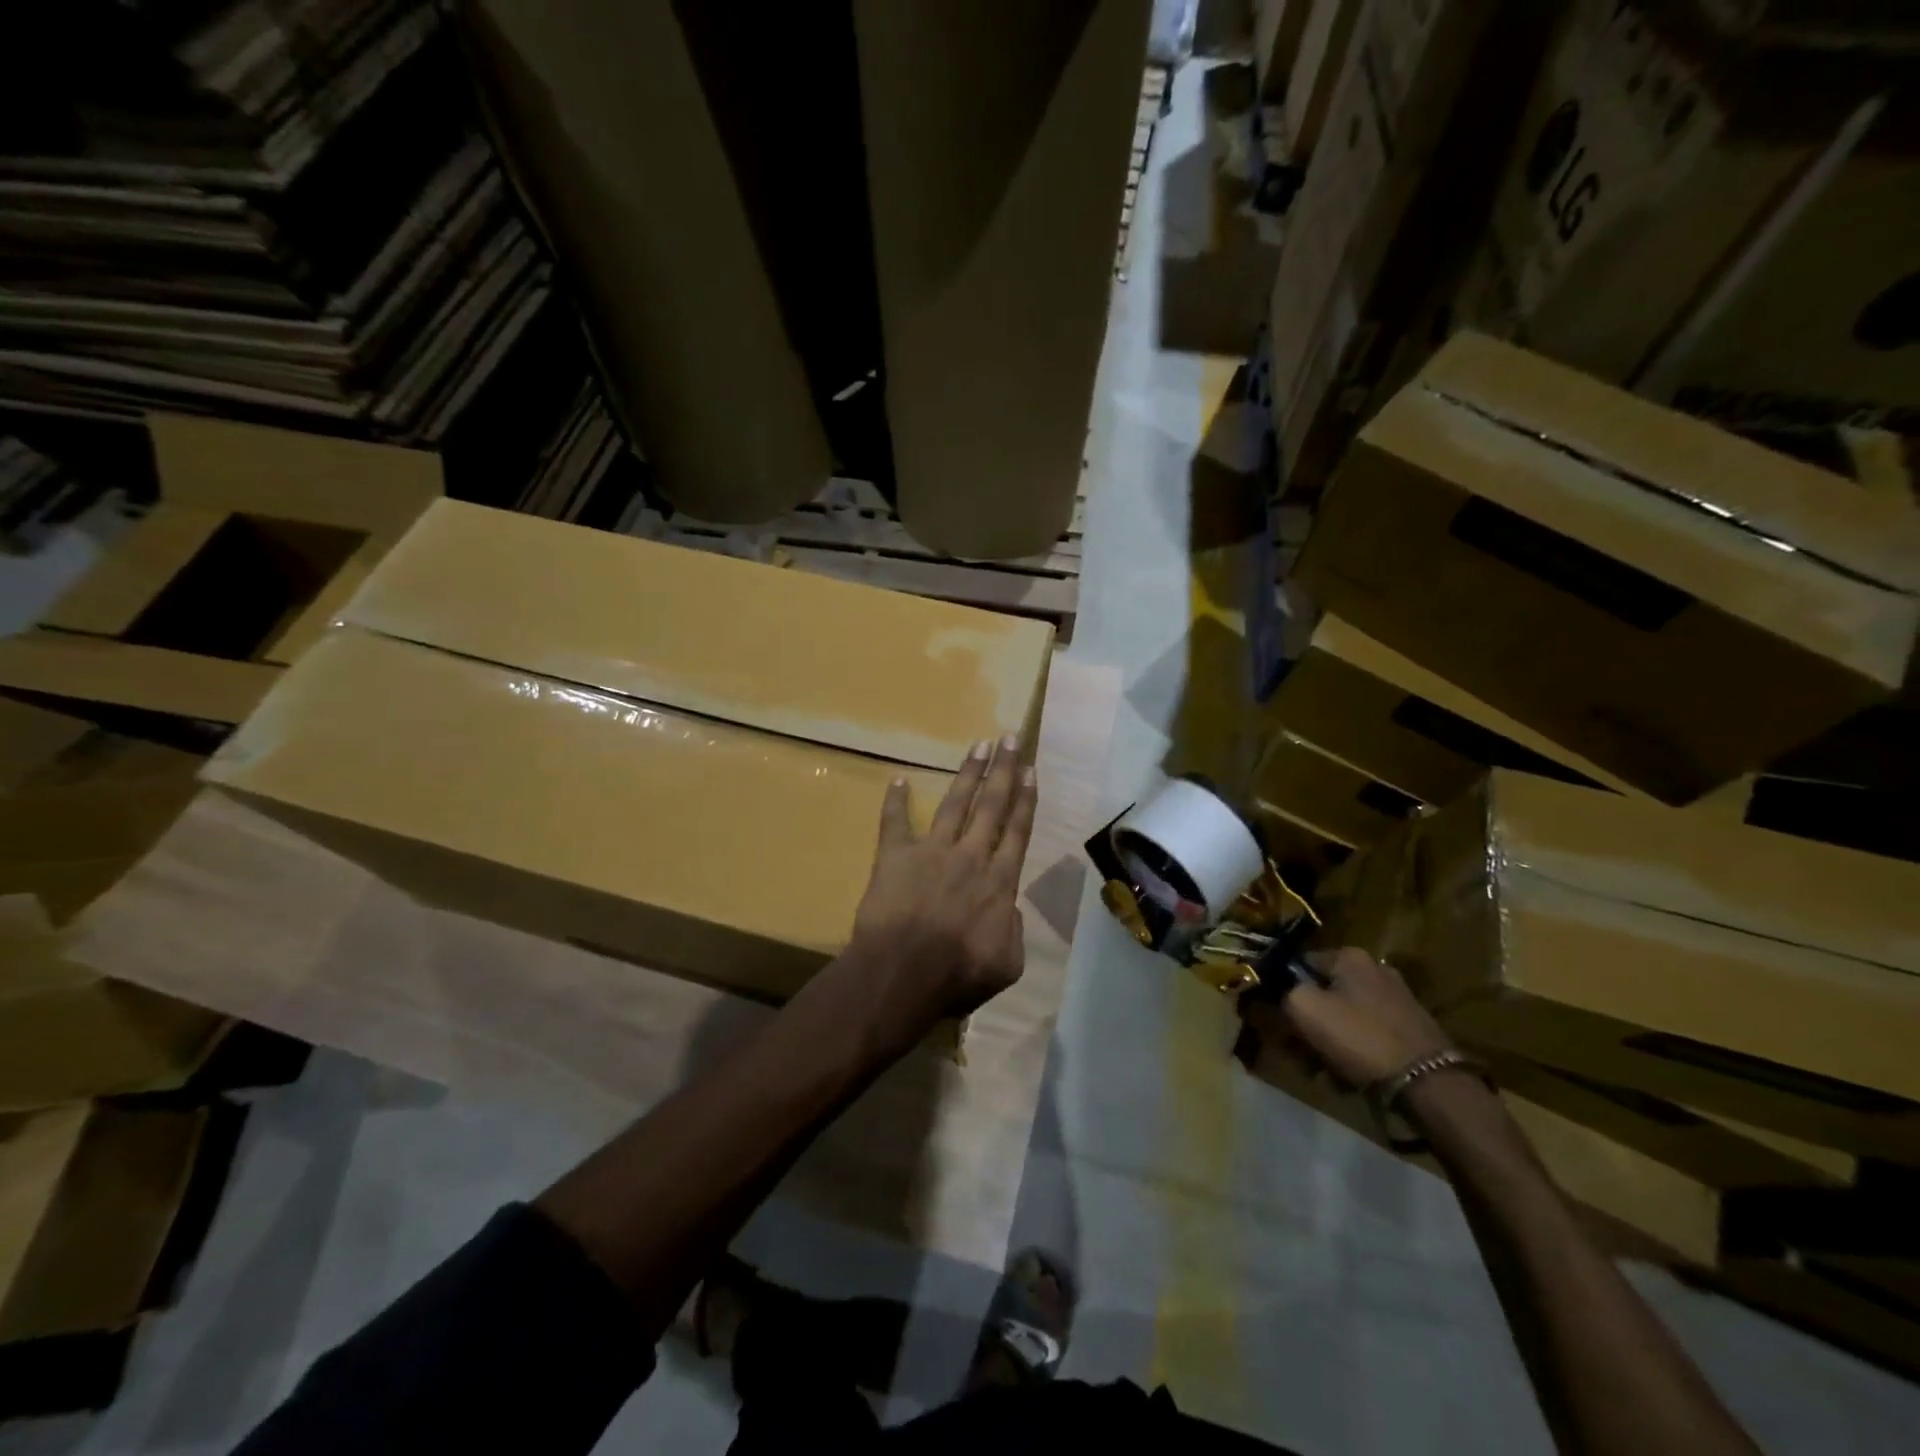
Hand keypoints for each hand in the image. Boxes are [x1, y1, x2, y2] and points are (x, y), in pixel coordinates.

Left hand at [841, 735, 1036, 1047]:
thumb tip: (1009, 911)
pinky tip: (898, 779)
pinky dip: (895, 801)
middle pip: (992, 805)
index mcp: (1000, 882)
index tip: (1031, 770)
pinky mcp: (895, 856)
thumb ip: (1014, 932)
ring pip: (955, 803)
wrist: (903, 974)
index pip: (1018, 831)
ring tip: (978, 745)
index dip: (1026, 799)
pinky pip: (894, 822)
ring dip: (967, 773)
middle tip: (1010, 738)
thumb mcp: (1007, 964)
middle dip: (1003, 769)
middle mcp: (971, 856)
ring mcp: (932, 852)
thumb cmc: (957, 976)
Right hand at [1242, 947, 1450, 1089]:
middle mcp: (1375, 970)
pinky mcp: (1410, 1030)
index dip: (1280, 990)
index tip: (1273, 1019)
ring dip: (1325, 1041)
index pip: (1298, 964)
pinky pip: (1365, 1035)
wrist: (1429, 1084)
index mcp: (1350, 957)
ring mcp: (1396, 1001)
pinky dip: (1352, 1052)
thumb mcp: (1303, 1008)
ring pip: (1342, 1017)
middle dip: (1304, 1022)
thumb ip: (1281, 993)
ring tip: (1319, 1070)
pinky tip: (1346, 1076)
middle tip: (1296, 1050)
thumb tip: (1274, 993)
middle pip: (1321, 993)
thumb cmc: (1359, 1037)